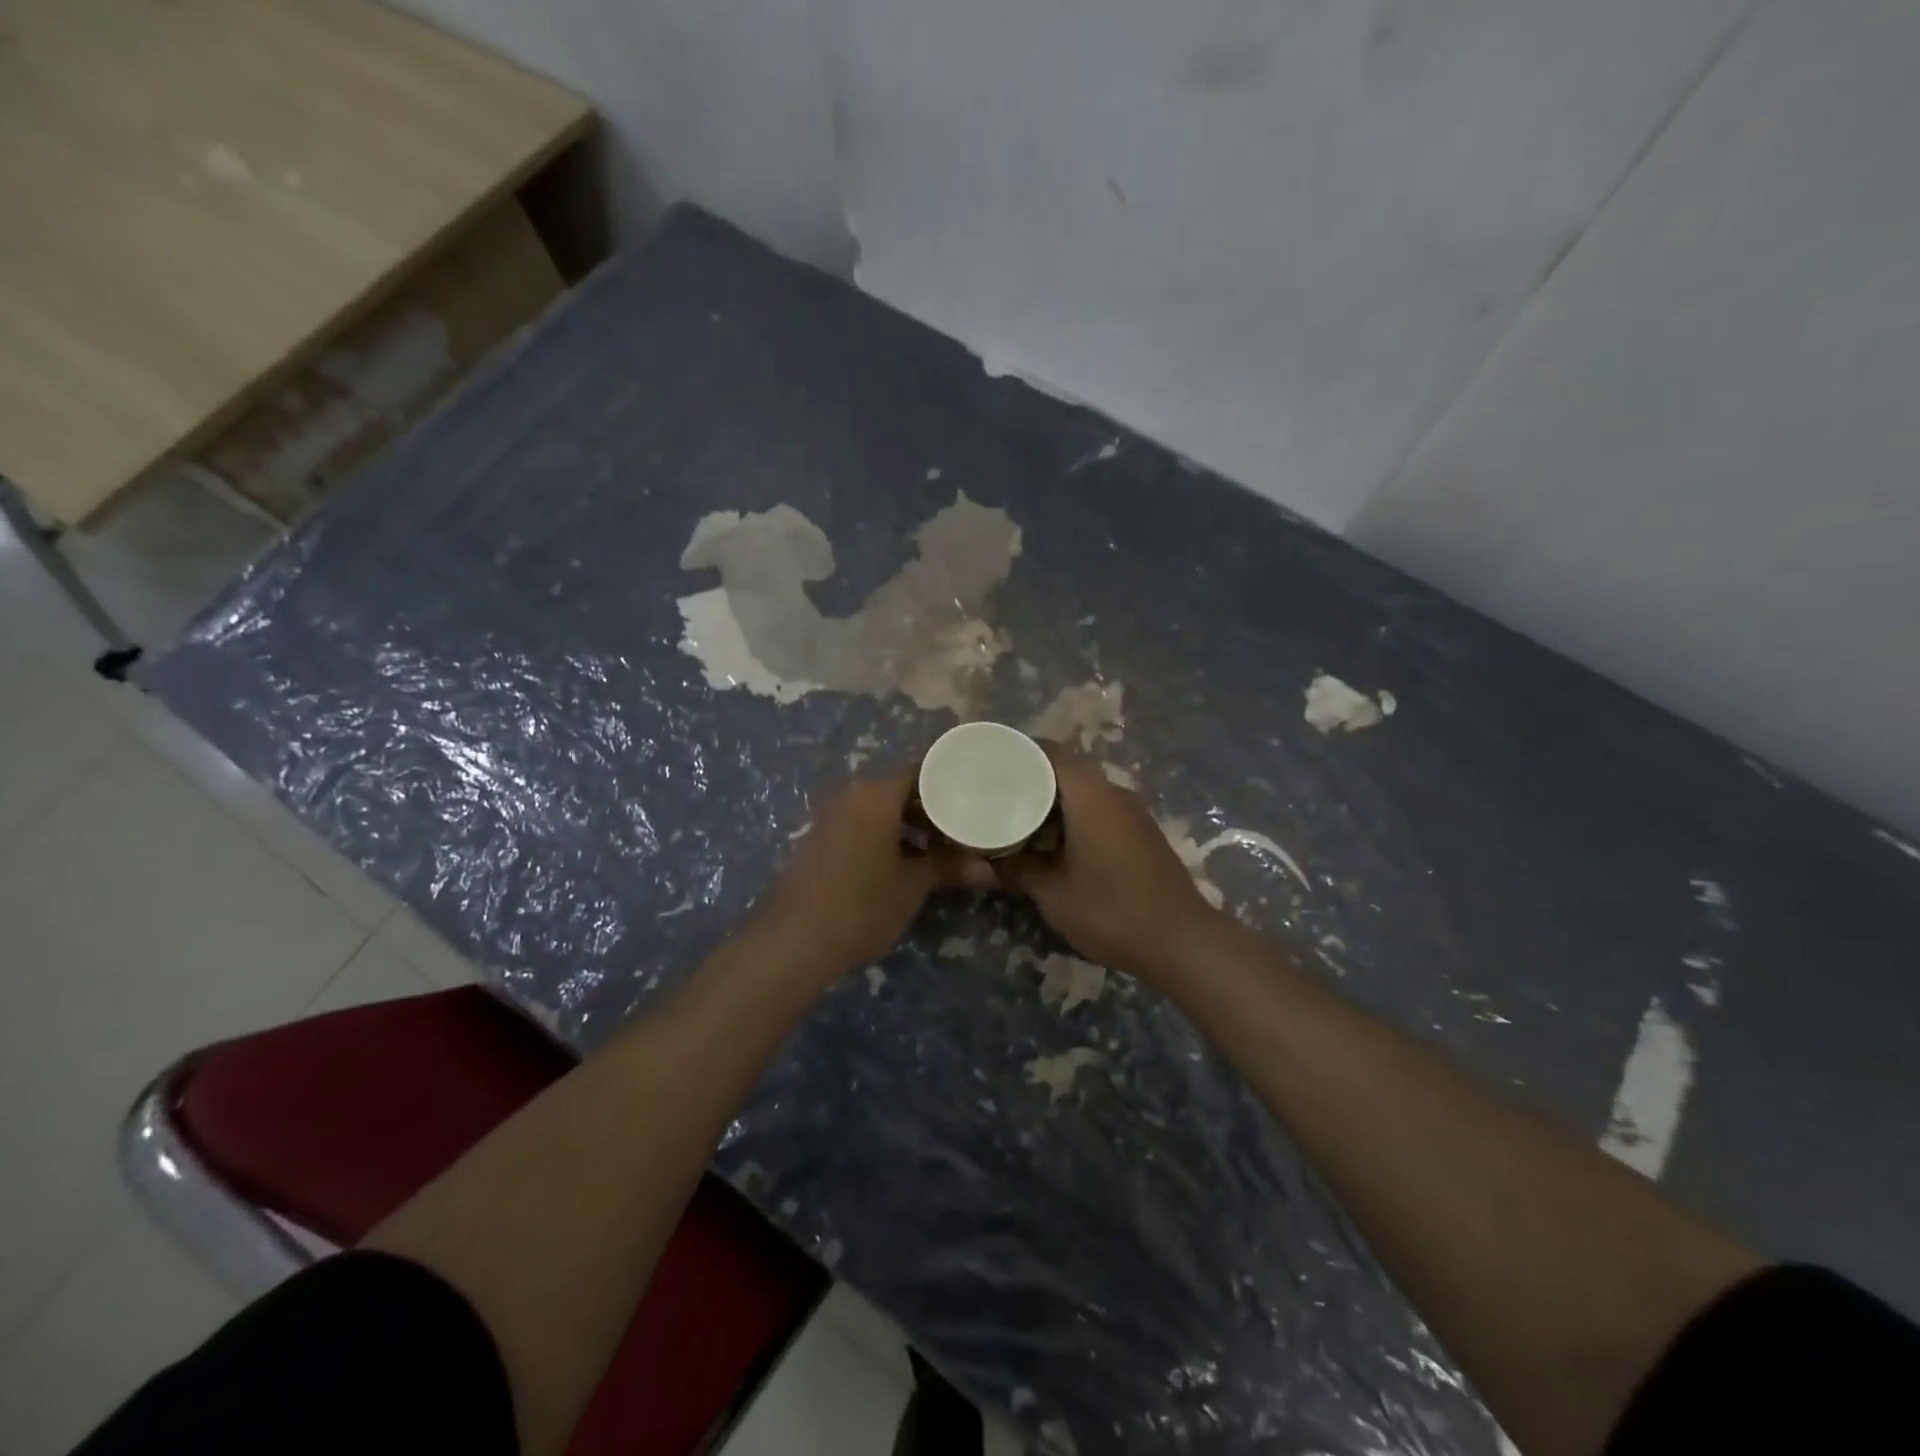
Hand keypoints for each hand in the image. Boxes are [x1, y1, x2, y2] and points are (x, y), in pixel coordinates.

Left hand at [751, 773, 984, 979]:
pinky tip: (908, 860)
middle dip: (933, 807)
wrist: (795, 941)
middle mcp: (852, 795)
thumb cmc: (861, 905)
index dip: (951, 783)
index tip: (976, 796)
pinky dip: (887, 834)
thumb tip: (988, 870)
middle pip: (901, 788)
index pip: (923, 772)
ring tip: (942, 846)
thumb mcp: (911, 886)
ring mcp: (833, 815)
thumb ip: (947, 868)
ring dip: (910, 823)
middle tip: (965, 825)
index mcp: (876, 795)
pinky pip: (863, 823)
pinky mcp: (822, 837)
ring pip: (881, 808)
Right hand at [994, 752, 1218, 978]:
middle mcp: (1113, 793)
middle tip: (994, 797)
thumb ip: (1018, 870)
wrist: (1181, 942)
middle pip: (1065, 771)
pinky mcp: (1141, 832)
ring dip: (1052, 804)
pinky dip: (1073, 819)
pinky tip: (1053, 843)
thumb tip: (988, 861)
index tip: (987, 766)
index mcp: (1090, 795)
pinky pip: (1099, 811)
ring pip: (1083, 793)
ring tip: (1016, 821)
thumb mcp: (1053, 894)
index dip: (1016, 753)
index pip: (1048, 753)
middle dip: (1029, 782)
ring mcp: (1132, 812)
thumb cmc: (1111, 911)